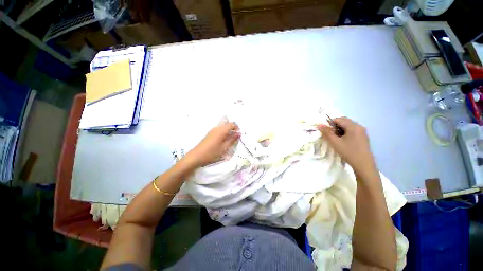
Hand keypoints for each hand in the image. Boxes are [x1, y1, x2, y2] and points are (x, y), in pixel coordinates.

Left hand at [184, 122, 239, 167]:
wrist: (196, 156)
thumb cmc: (212, 153)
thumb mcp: (224, 148)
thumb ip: (232, 140)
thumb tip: (239, 134)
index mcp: (221, 130)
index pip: (232, 124)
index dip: (237, 128)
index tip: (238, 135)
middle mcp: (217, 128)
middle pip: (227, 125)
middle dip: (233, 130)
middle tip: (235, 139)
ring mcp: (212, 130)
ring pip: (223, 128)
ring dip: (228, 132)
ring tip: (229, 141)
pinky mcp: (209, 134)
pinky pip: (219, 131)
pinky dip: (223, 134)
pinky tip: (222, 142)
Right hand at [318, 117, 375, 174]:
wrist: (363, 164)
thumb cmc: (348, 152)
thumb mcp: (335, 142)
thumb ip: (327, 132)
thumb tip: (319, 124)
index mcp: (353, 126)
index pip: (338, 119)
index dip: (329, 123)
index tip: (325, 131)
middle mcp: (359, 126)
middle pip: (344, 121)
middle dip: (335, 125)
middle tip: (330, 134)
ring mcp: (362, 131)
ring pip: (348, 125)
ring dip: (340, 128)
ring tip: (336, 138)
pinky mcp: (363, 136)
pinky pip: (352, 129)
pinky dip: (345, 132)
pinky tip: (343, 140)